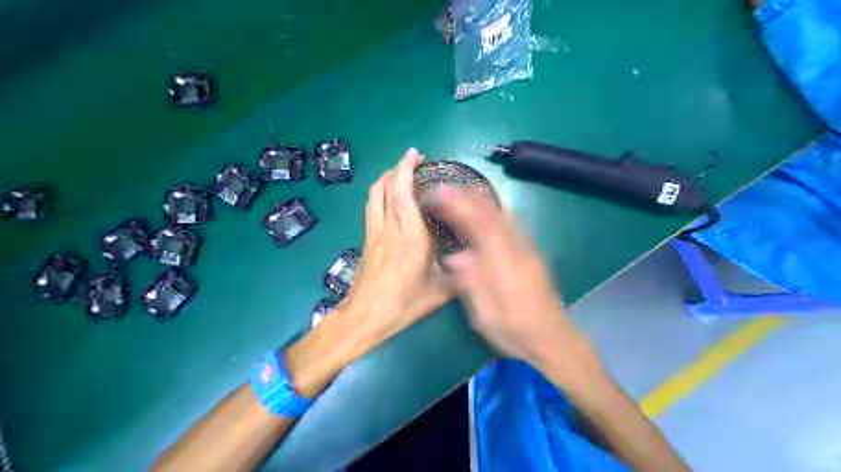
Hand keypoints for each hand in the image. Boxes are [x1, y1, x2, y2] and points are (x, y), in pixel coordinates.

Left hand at [338, 150, 452, 344]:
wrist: (364, 317)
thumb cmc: (403, 304)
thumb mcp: (439, 292)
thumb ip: (457, 273)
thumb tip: (472, 261)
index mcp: (409, 236)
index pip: (403, 193)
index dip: (406, 169)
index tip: (415, 155)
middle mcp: (388, 228)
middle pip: (385, 187)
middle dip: (397, 169)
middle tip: (412, 162)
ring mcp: (373, 232)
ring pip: (374, 195)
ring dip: (385, 179)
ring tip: (399, 174)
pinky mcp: (366, 240)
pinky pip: (371, 207)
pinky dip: (380, 194)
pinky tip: (389, 198)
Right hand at [430, 186, 585, 367]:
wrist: (551, 339)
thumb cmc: (513, 328)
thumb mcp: (483, 311)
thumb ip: (468, 279)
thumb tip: (453, 257)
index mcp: (502, 259)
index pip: (478, 220)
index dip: (457, 203)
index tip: (437, 192)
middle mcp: (516, 246)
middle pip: (492, 210)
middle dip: (467, 196)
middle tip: (444, 191)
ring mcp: (526, 247)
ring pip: (502, 214)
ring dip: (479, 202)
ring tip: (458, 198)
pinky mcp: (530, 253)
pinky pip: (508, 223)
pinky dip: (490, 213)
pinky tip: (481, 218)